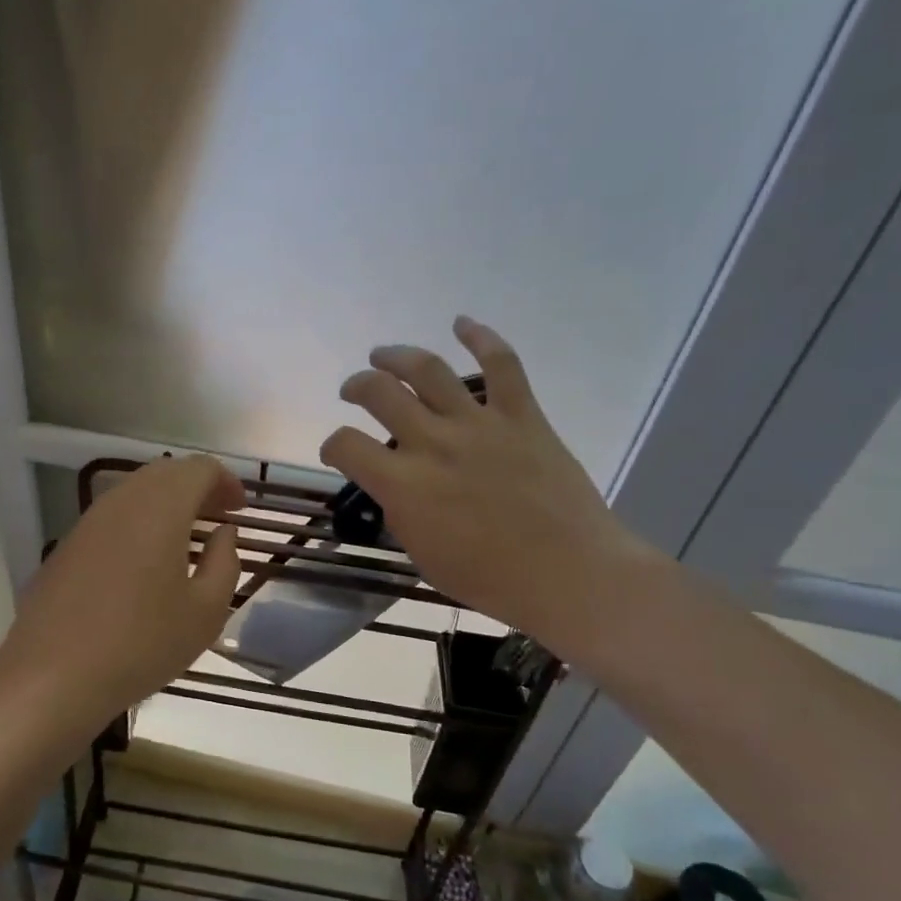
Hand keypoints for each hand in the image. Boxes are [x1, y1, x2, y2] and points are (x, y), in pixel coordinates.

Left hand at [0, 456, 243, 741]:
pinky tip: (146, 561)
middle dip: (197, 488)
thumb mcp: (205, 612)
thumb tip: (223, 533)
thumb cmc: (141, 643)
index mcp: (160, 507)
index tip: (240, 509)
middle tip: (218, 518)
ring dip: (167, 505)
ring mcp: (88, 521)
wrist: (51, 676)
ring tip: (186, 539)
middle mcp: (122, 500)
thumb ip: (225, 562)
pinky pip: (113, 517)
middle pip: (166, 473)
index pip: (199, 469)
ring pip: (136, 492)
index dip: (225, 481)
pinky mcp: (67, 545)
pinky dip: (140, 523)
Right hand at [319, 317, 657, 652]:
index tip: (337, 451)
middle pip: (379, 393)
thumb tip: (398, 489)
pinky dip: (481, 336)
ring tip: (383, 355)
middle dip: (357, 386)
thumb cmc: (490, 578)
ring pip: (428, 369)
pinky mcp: (521, 415)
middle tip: (354, 389)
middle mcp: (433, 442)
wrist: (568, 573)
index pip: (346, 445)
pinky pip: (502, 364)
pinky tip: (462, 322)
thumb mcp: (423, 555)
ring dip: (398, 356)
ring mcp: (479, 424)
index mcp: (404, 484)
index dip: (331, 445)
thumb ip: (402, 513)